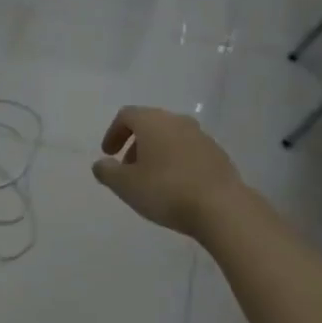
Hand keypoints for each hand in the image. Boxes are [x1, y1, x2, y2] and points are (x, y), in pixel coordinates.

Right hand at [92, 106, 243, 237]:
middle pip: (150, 124)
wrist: (220, 207)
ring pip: (171, 137)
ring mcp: (201, 136)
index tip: (109, 155)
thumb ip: (107, 172)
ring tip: (151, 180)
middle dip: (135, 144)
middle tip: (127, 169)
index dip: (113, 133)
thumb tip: (101, 164)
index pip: (127, 115)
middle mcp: (178, 121)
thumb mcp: (126, 185)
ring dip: (156, 153)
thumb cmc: (165, 190)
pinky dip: (175, 161)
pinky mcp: (217, 154)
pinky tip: (175, 186)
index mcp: (153, 122)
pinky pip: (188, 151)